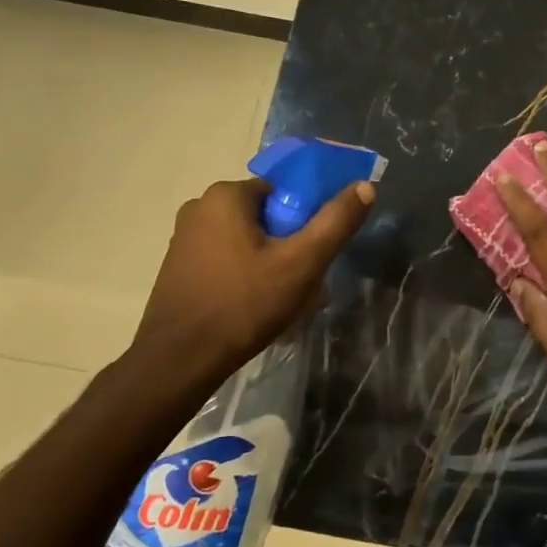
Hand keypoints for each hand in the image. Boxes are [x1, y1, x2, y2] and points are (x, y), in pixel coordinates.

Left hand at [127, 177, 374, 389]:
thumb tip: (366, 186)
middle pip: (267, 218)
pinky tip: (259, 308)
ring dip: (273, 265)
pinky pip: (227, 260)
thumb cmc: (244, 304)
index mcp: (226, 195)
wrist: (179, 361)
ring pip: (248, 241)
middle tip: (309, 282)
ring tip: (289, 302)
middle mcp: (199, 207)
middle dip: (292, 246)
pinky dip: (248, 276)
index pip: (284, 192)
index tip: (317, 253)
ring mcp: (185, 238)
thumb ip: (336, 222)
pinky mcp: (179, 267)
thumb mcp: (302, 263)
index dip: (307, 219)